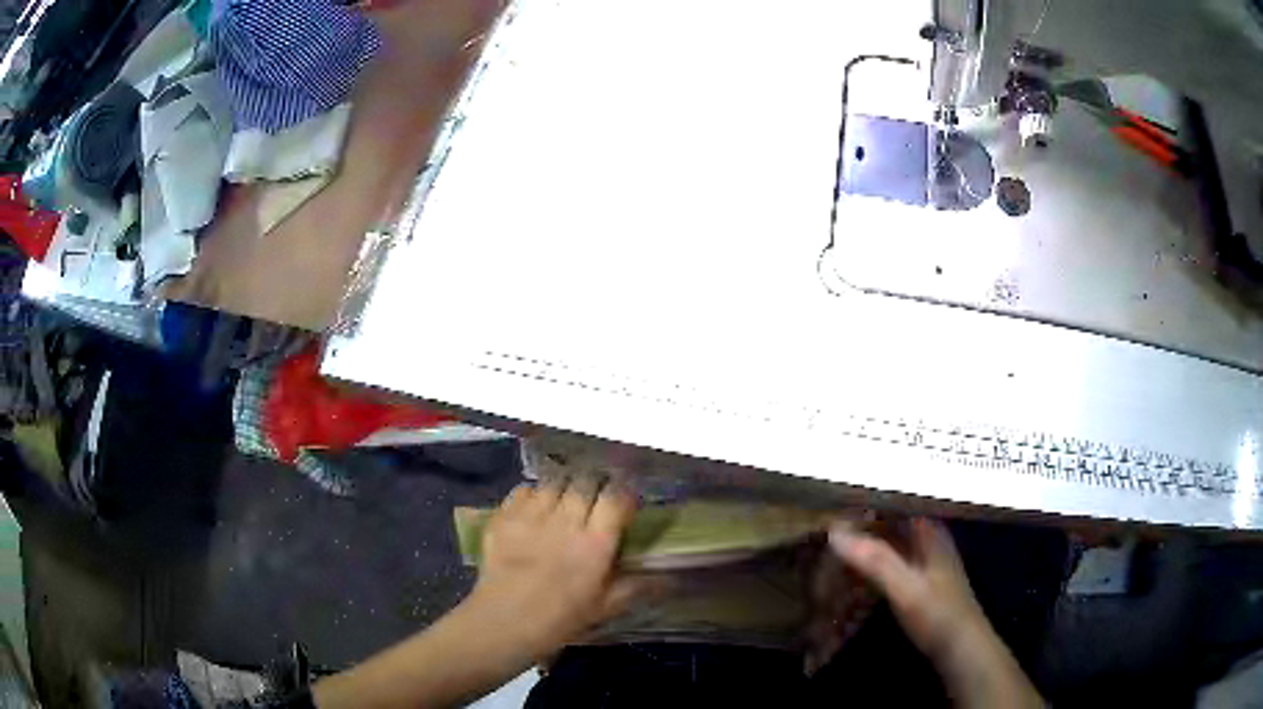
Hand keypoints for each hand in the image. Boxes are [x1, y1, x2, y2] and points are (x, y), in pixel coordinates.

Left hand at [464, 480, 642, 657]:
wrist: (504, 623)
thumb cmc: (560, 620)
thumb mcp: (604, 607)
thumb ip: (635, 587)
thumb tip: (669, 580)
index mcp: (595, 544)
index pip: (615, 498)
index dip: (622, 495)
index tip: (623, 503)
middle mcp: (565, 522)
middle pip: (585, 482)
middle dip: (593, 487)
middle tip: (593, 500)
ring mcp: (531, 516)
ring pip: (554, 482)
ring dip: (563, 488)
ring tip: (563, 501)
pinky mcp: (504, 517)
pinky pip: (523, 490)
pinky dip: (532, 494)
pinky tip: (534, 509)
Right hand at [830, 517, 1042, 707]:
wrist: (961, 648)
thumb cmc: (938, 615)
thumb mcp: (905, 588)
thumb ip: (874, 559)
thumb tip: (834, 531)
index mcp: (929, 530)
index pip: (895, 500)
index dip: (867, 497)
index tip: (834, 497)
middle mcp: (927, 537)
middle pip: (890, 518)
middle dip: (860, 519)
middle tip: (824, 521)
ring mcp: (923, 558)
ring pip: (889, 539)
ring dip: (864, 539)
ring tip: (830, 539)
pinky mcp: (918, 578)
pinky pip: (889, 558)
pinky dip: (870, 559)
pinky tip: (851, 567)